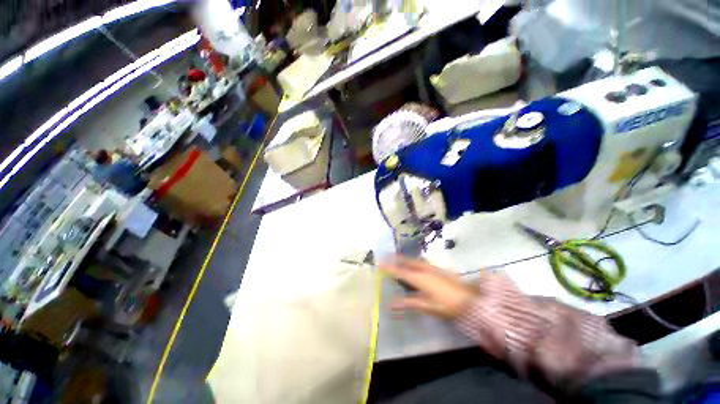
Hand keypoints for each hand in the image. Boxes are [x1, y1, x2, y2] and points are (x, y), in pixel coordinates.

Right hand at [380, 256, 476, 318]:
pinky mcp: (438, 270)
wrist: (470, 300)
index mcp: (418, 278)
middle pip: (407, 262)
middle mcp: (423, 269)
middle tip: (387, 256)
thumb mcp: (426, 306)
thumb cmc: (446, 305)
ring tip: (398, 258)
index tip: (380, 264)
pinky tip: (415, 264)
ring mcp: (432, 268)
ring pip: (414, 261)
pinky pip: (421, 262)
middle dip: (396, 259)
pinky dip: (413, 261)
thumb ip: (408, 303)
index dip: (389, 268)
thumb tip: (390, 304)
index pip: (400, 272)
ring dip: (405, 259)